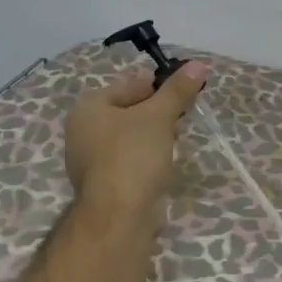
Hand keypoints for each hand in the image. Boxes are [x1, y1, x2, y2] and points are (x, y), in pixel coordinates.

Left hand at [64, 62, 208, 223]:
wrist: (118, 217)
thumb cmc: (133, 156)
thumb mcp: (159, 116)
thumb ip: (177, 90)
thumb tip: (199, 64)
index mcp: (88, 108)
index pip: (129, 84)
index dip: (159, 84)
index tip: (186, 91)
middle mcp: (82, 131)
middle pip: (128, 110)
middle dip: (157, 111)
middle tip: (183, 116)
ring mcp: (91, 160)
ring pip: (130, 137)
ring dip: (154, 136)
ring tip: (176, 140)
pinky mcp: (104, 184)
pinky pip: (130, 160)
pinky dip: (147, 158)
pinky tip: (164, 164)